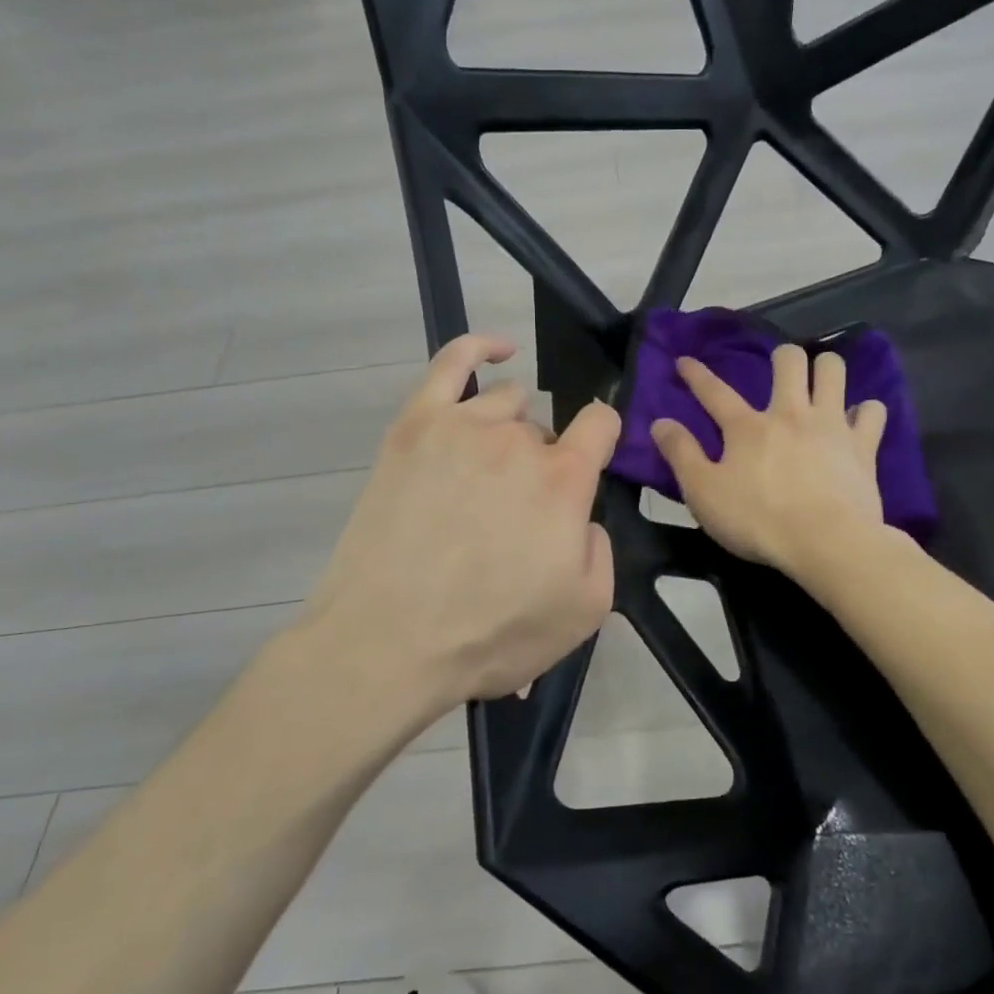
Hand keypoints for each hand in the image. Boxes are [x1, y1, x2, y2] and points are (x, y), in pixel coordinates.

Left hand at [303, 335, 619, 717]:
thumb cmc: (492, 635)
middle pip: (546, 429)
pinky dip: (479, 349)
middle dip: (545, 463)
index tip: (593, 464)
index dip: (603, 440)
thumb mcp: (585, 611)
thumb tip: (582, 518)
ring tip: (490, 475)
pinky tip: (497, 351)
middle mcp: (518, 441)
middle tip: (518, 516)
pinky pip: (452, 364)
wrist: (389, 644)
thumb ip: (600, 549)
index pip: (600, 425)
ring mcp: (462, 427)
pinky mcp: (413, 427)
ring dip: (512, 430)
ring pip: (507, 403)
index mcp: (564, 481)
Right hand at [650, 343, 889, 580]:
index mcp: (747, 428)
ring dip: (826, 370)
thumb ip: (681, 455)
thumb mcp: (703, 493)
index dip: (696, 375)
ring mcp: (831, 425)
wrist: (826, 542)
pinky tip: (857, 422)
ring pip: (834, 370)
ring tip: (820, 384)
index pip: (715, 392)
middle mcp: (790, 413)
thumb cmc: (757, 521)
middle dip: (782, 358)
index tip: (685, 361)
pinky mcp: (863, 445)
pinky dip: (864, 412)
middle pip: (789, 361)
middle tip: (780, 374)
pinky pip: (872, 411)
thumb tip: (659, 422)